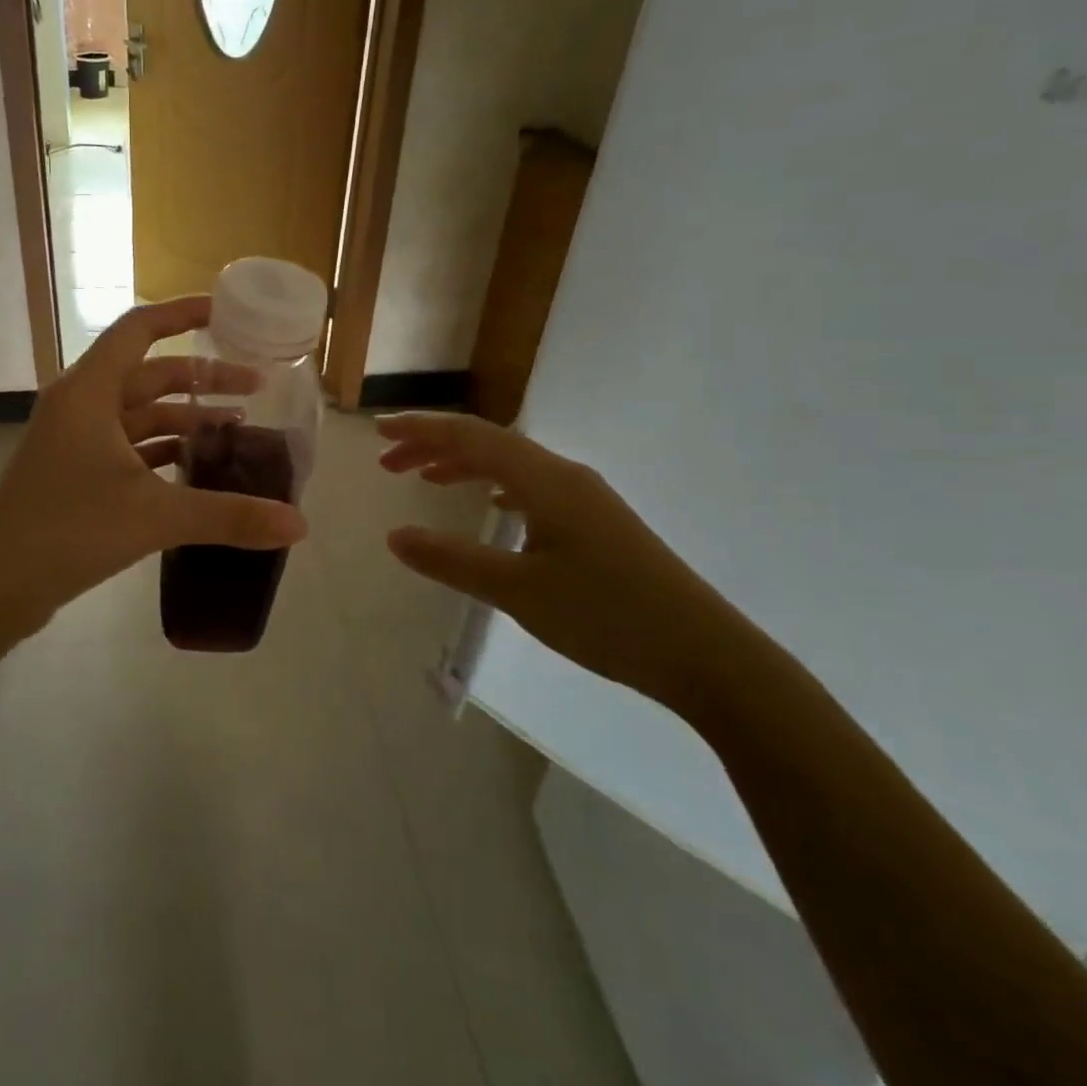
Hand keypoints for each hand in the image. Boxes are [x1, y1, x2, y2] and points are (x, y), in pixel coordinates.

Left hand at [0, 297, 307, 636]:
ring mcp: (73, 439)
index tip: (226, 313)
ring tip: (237, 431)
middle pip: (149, 373)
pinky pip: (127, 445)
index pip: (140, 328)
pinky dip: (162, 450)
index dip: (183, 313)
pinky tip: (197, 469)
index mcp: (90, 390)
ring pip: (139, 413)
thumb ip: (229, 516)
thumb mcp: (155, 517)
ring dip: (185, 418)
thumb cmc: (68, 530)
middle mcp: (80, 404)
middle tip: (255, 387)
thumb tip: (300, 525)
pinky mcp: (73, 470)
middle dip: (203, 379)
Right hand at [377, 412, 757, 708]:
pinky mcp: (598, 523)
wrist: (707, 655)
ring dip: (464, 466)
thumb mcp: (518, 591)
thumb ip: (452, 560)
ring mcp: (586, 499)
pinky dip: (497, 487)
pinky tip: (492, 507)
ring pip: (512, 465)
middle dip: (435, 447)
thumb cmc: (607, 616)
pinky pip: (533, 487)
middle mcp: (565, 476)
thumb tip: (394, 535)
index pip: (471, 437)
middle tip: (389, 463)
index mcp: (545, 480)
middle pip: (489, 444)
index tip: (379, 431)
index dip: (421, 430)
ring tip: (425, 480)